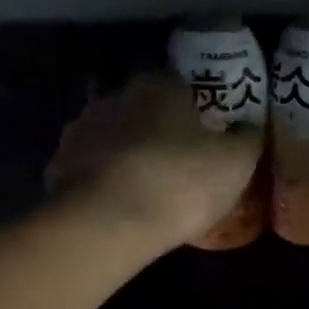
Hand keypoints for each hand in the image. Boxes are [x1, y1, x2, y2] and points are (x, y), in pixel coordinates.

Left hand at [47, 74, 262, 246]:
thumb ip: (247, 139)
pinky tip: (114, 205)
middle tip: (174, 162)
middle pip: (140, 109)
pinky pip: (87, 169)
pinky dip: (100, 181)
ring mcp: (78, 131)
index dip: (194, 111)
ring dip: (123, 154)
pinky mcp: (57, 167)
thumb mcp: (237, 162)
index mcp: (158, 86)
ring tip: (141, 187)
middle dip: (154, 130)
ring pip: (109, 137)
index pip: (179, 86)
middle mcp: (113, 97)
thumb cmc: (180, 182)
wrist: (108, 222)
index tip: (203, 137)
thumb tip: (251, 127)